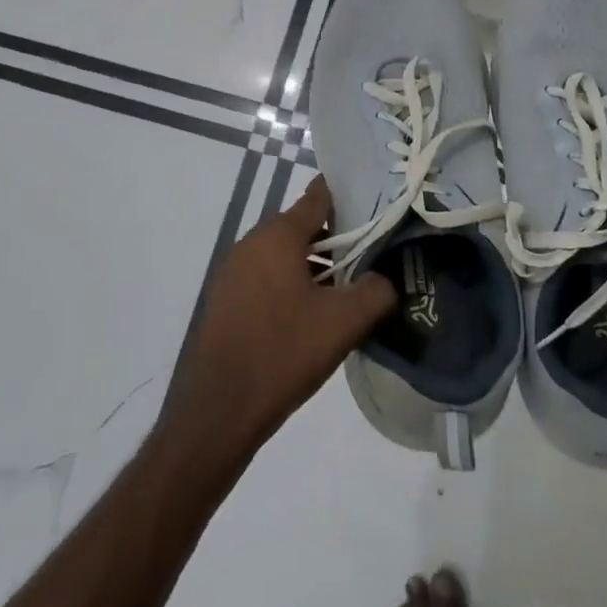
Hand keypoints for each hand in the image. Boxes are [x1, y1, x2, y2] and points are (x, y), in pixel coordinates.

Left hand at [162, 177, 394, 458]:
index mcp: (277, 236)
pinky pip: (266, 276)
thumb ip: (376, 291)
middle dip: (337, 238)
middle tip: (371, 256)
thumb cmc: (284, 352)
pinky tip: (312, 314)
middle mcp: (250, 243)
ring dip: (315, 265)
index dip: (350, 197)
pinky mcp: (226, 299)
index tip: (378, 207)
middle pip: (302, 226)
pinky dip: (291, 283)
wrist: (220, 409)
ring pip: (284, 254)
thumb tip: (386, 279)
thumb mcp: (344, 322)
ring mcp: (233, 272)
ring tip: (346, 290)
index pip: (318, 197)